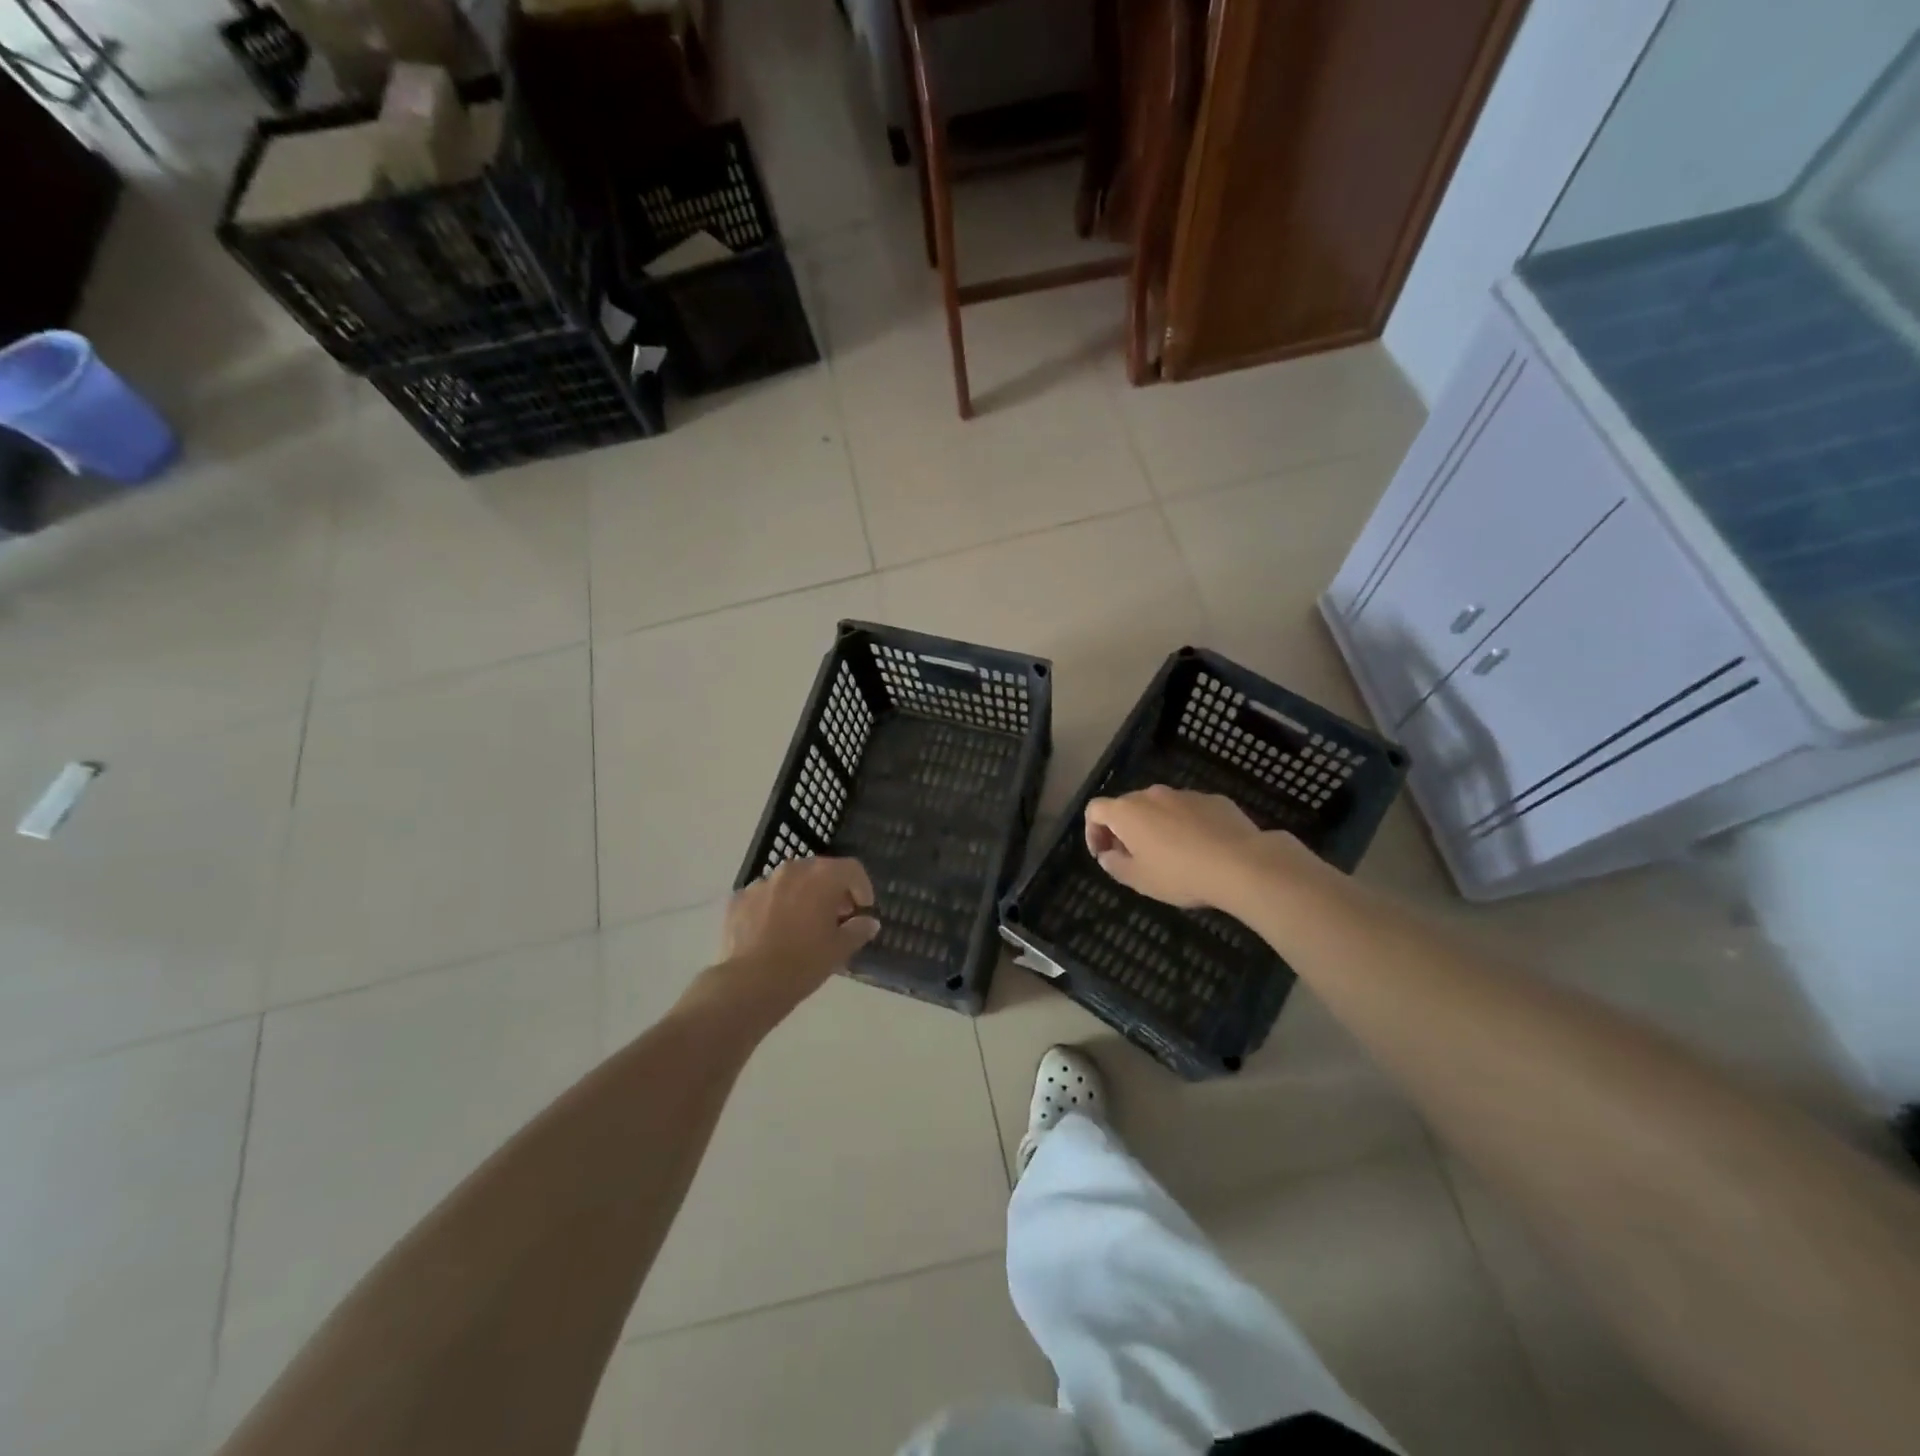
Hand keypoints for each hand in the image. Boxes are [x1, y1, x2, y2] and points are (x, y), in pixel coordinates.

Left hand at [715, 856, 879, 1024]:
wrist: (750, 983)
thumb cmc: (804, 962)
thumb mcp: (840, 949)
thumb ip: (859, 930)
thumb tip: (869, 922)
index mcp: (821, 876)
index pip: (852, 869)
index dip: (862, 887)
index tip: (863, 910)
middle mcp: (792, 870)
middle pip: (820, 871)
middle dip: (832, 890)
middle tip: (837, 916)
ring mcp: (762, 883)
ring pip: (790, 882)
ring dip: (802, 896)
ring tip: (804, 924)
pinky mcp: (739, 899)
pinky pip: (765, 896)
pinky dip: (775, 906)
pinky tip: (775, 932)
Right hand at [1084, 786, 1307, 909]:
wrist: (1242, 864)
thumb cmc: (1180, 874)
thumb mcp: (1139, 880)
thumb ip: (1115, 865)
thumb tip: (1108, 855)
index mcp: (1128, 811)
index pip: (1095, 810)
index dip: (1092, 832)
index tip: (1103, 854)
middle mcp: (1153, 794)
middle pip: (1128, 806)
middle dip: (1124, 830)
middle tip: (1133, 858)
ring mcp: (1185, 794)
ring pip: (1160, 807)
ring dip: (1156, 826)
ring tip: (1170, 855)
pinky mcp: (1214, 799)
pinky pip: (1189, 811)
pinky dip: (1185, 825)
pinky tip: (1200, 849)